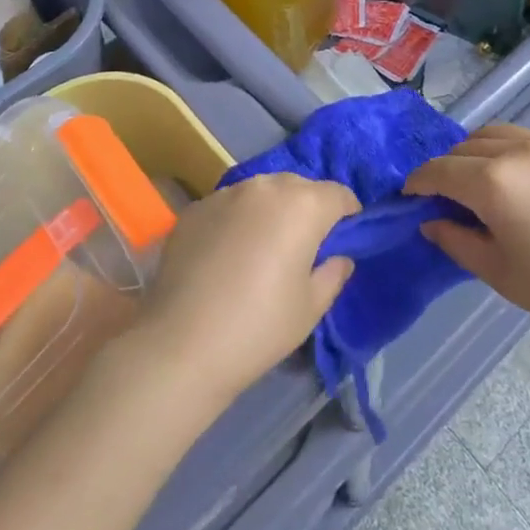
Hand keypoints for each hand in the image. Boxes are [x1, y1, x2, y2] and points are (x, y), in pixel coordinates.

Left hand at [135, 174, 359, 408]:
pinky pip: (229, 205)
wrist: (181, 342)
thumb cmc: (259, 327)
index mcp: (303, 205)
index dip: (348, 214)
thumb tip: (339, 257)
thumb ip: (333, 274)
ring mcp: (226, 193)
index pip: (339, 194)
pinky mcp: (196, 207)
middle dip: (308, 209)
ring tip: (263, 248)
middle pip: (299, 187)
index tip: (344, 238)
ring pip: (261, 192)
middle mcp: (266, 187)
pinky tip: (226, 256)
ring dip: (271, 210)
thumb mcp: (310, 308)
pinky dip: (237, 220)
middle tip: (304, 247)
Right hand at [404, 126, 529, 356]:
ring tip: (483, 180)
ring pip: (500, 134)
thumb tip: (431, 220)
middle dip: (449, 167)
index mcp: (494, 181)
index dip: (418, 182)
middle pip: (466, 146)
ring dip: (480, 152)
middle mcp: (520, 151)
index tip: (409, 195)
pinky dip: (518, 156)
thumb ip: (455, 240)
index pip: (440, 171)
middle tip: (448, 196)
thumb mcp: (497, 272)